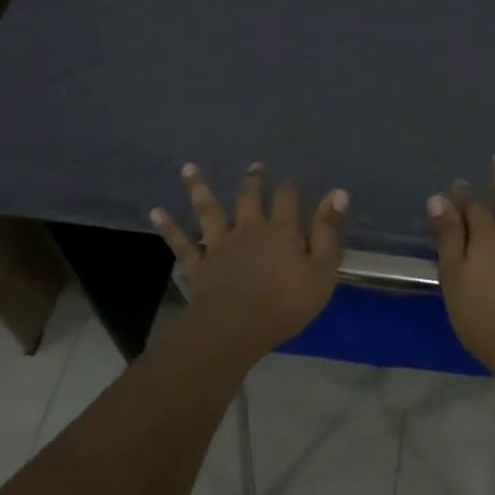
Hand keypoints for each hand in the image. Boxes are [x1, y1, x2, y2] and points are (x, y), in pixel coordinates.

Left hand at [151, 163, 348, 365]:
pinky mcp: (199, 265)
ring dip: (199, 188)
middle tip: (254, 167)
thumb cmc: (286, 302)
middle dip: (253, 181)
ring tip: (188, 168)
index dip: (292, 186)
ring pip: (208, 210)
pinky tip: (156, 212)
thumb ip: (329, 231)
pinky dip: (169, 226)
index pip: (288, 199)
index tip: (295, 177)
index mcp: (281, 230)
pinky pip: (182, 243)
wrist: (235, 327)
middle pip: (249, 197)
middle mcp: (249, 229)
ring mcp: (220, 245)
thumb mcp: (322, 270)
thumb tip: (338, 192)